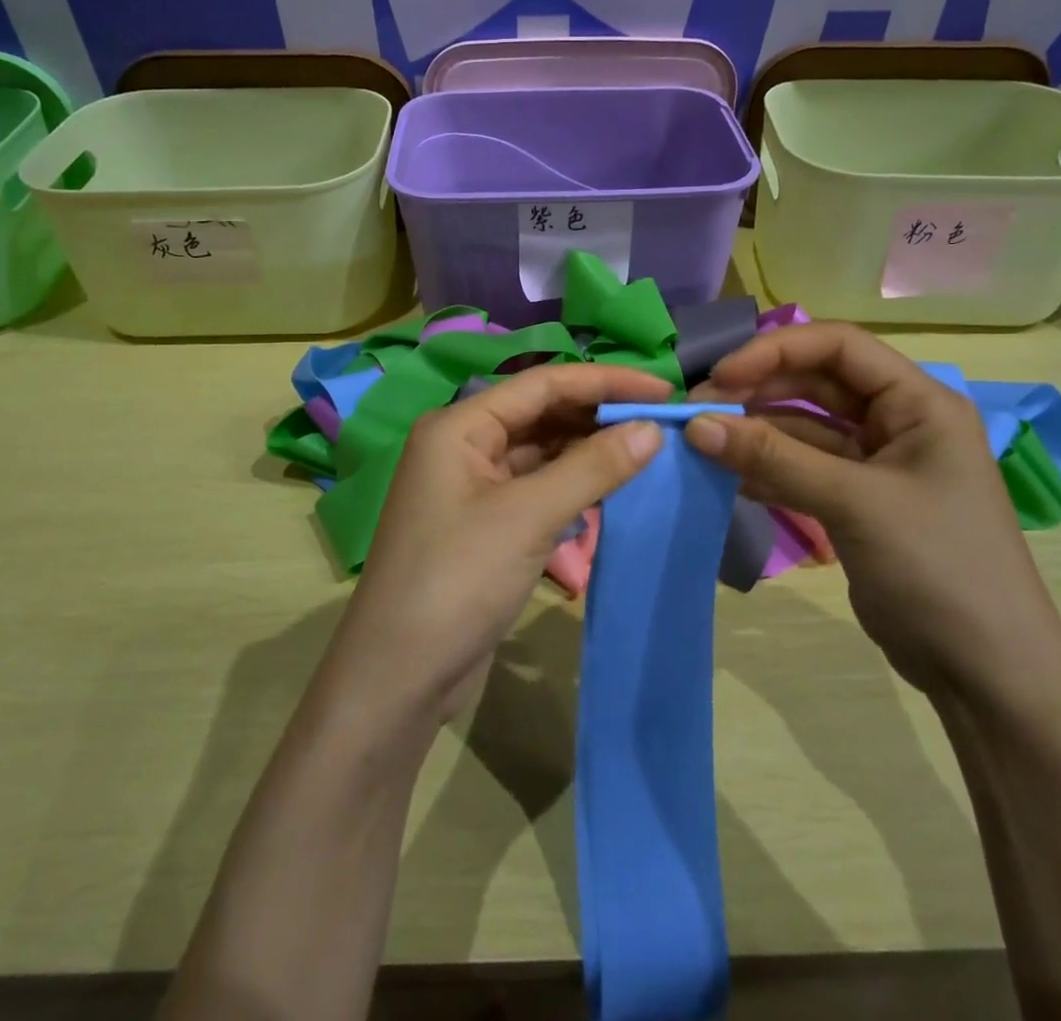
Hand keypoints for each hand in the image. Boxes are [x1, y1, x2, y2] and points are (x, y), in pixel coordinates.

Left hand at [325, 362, 669, 726]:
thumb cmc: (457, 581)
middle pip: (541, 414)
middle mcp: (462, 446)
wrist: (398, 679)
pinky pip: (536, 488)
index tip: (662, 388)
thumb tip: (651, 430)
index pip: (542, 383)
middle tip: (661, 422)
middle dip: (598, 415)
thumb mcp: (528, 518)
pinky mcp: (484, 525)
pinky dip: (572, 485)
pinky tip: (610, 488)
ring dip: (588, 451)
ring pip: (541, 452)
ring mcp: (471, 487)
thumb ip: (592, 468)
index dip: (604, 381)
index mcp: (459, 426)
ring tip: (646, 451)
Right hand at [685, 322, 1060, 697]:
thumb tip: (695, 424)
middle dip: (756, 391)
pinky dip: (765, 469)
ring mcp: (876, 464)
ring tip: (702, 444)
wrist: (987, 676)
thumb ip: (773, 458)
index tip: (721, 377)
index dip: (775, 350)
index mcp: (918, 402)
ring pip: (803, 427)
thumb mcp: (855, 503)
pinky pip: (802, 468)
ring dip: (755, 432)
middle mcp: (897, 422)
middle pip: (815, 383)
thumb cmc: (939, 568)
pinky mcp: (857, 503)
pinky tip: (727, 478)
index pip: (838, 345)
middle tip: (698, 413)